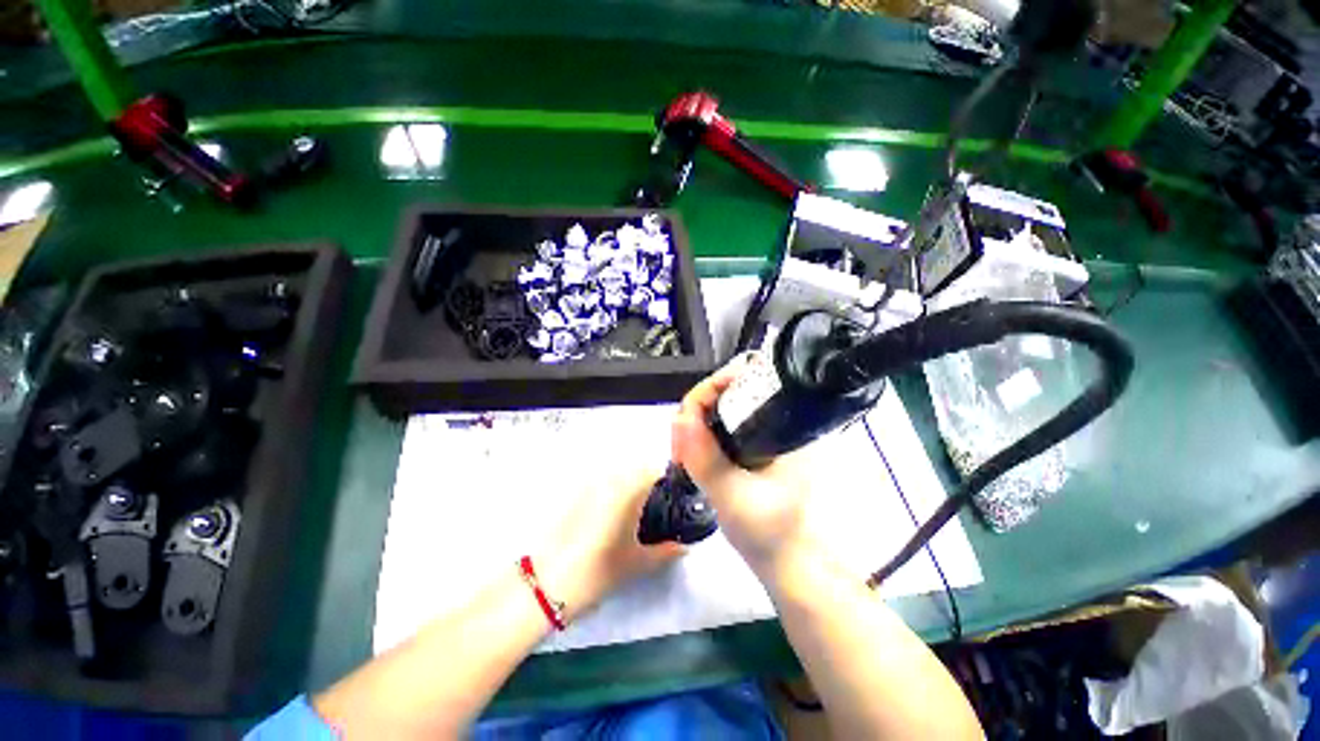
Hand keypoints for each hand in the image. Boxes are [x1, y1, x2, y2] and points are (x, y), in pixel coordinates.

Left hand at [538, 467, 684, 620]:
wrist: (546, 582)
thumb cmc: (599, 571)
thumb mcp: (638, 564)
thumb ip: (666, 552)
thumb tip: (685, 546)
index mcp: (628, 490)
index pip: (654, 470)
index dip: (665, 479)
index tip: (671, 496)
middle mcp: (609, 478)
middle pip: (635, 467)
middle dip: (646, 480)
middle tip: (652, 504)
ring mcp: (588, 482)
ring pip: (616, 472)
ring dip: (627, 482)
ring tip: (630, 508)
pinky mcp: (572, 491)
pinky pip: (598, 480)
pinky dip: (608, 488)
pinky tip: (607, 511)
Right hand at [671, 356, 813, 576]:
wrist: (790, 568)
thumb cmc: (773, 535)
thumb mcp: (734, 497)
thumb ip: (706, 459)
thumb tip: (680, 418)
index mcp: (785, 425)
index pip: (742, 384)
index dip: (708, 393)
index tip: (685, 418)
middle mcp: (777, 424)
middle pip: (727, 396)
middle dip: (696, 412)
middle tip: (678, 443)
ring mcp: (764, 438)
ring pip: (721, 414)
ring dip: (695, 427)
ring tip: (680, 452)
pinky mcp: (754, 451)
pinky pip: (721, 432)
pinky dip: (702, 439)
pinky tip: (690, 455)